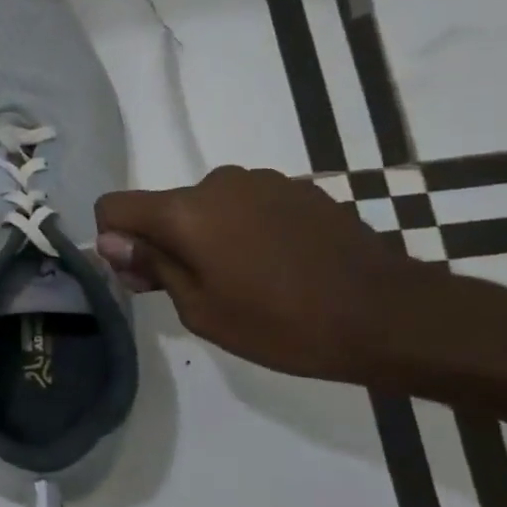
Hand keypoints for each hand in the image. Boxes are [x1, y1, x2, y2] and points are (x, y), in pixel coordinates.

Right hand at [95, 166, 432, 383]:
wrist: (393, 316)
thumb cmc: (284, 324)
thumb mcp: (201, 310)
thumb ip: (152, 266)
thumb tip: (112, 241)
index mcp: (185, 211)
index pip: (115, 206)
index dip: (114, 240)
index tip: (141, 276)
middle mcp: (217, 183)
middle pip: (163, 207)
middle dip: (163, 242)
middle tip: (193, 290)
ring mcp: (263, 182)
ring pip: (206, 206)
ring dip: (206, 236)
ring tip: (243, 280)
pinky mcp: (300, 190)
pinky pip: (247, 206)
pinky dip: (244, 230)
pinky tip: (277, 266)